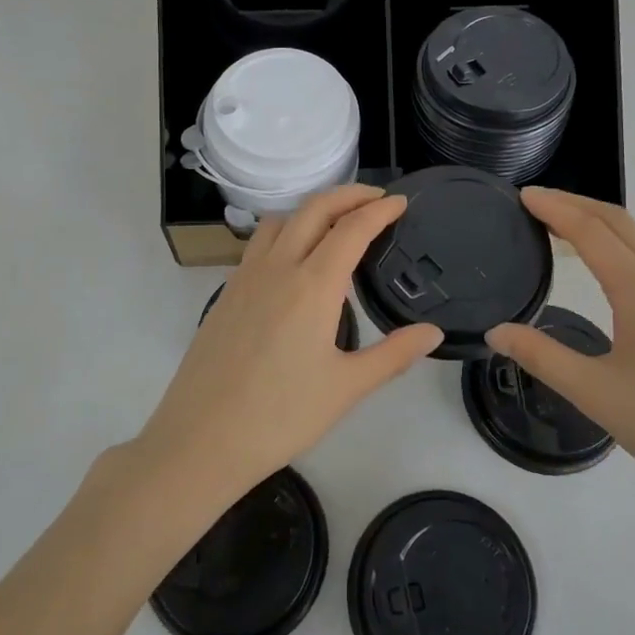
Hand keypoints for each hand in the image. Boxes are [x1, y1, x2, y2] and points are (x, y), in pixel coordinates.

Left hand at [135, 186, 442, 509]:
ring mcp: (245, 277)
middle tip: (376, 199)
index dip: (380, 210)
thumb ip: (394, 355)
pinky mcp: (225, 293)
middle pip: (314, 209)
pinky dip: (286, 231)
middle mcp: (277, 268)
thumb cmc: (281, 416)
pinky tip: (294, 261)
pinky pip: (259, 243)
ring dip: (313, 209)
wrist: (201, 439)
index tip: (402, 202)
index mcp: (313, 285)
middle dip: (348, 195)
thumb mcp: (347, 388)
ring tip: (336, 223)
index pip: (352, 228)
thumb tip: (433, 333)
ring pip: (281, 220)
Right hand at [486, 188, 634, 521]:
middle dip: (576, 205)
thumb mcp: (595, 394)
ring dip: (599, 225)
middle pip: (620, 223)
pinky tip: (604, 270)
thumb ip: (541, 356)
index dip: (555, 209)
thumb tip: (496, 332)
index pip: (592, 231)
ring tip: (560, 230)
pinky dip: (619, 248)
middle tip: (535, 203)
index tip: (522, 196)